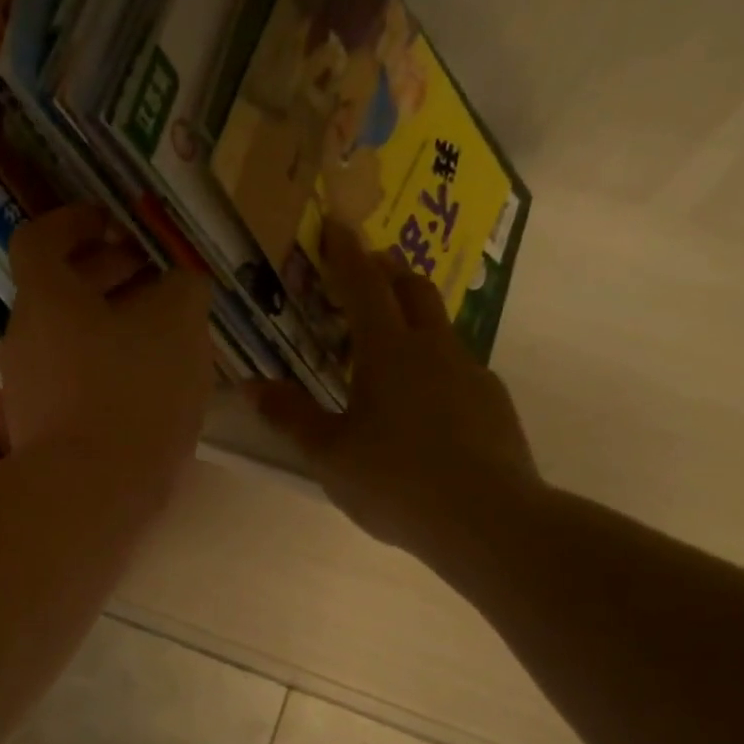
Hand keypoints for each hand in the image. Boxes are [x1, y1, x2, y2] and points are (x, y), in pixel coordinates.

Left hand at [0, 205, 214, 496]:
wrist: (90, 494)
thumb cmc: (133, 394)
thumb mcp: (179, 324)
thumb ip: (182, 288)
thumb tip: (178, 284)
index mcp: (45, 299)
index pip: (41, 239)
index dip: (75, 222)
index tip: (112, 224)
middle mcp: (23, 338)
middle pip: (56, 290)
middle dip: (105, 275)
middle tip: (153, 279)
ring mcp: (25, 387)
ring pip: (66, 338)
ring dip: (107, 325)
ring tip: (159, 336)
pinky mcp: (38, 428)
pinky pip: (70, 380)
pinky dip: (101, 368)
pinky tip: (143, 386)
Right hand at [248, 225, 543, 584]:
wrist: (487, 520)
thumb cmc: (394, 480)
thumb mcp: (328, 453)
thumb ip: (290, 415)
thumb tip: (250, 385)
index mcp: (388, 351)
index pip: (363, 285)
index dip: (345, 253)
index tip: (336, 223)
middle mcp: (434, 348)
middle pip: (412, 290)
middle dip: (387, 272)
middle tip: (364, 272)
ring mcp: (471, 373)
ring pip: (439, 327)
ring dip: (412, 318)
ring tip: (387, 344)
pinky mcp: (493, 403)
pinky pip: (457, 367)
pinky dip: (433, 364)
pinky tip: (422, 402)